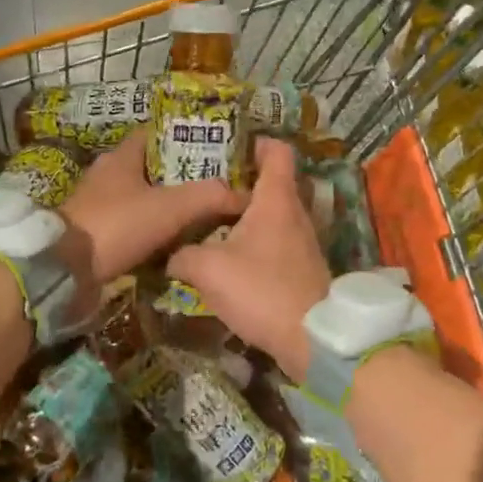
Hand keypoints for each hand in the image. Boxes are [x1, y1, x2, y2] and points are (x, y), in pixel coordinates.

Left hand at [56, 129, 244, 310]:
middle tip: (217, 185)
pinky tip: (176, 241)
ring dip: (169, 206)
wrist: (65, 271)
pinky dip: (153, 230)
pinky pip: (133, 225)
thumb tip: (244, 194)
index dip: (185, 136)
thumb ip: (209, 196)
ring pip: (143, 198)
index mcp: (121, 156)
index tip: (216, 147)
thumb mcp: (170, 207)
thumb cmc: (117, 225)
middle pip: (153, 167)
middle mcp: (108, 175)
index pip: (157, 133)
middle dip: (183, 175)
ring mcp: (99, 205)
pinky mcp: (96, 233)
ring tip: (204, 215)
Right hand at [169, 137, 330, 378]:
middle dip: (242, 180)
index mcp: (276, 199)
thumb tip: (171, 254)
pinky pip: (276, 240)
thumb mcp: (208, 269)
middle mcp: (295, 213)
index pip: (277, 151)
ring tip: (212, 219)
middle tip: (208, 184)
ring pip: (273, 213)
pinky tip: (230, 254)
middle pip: (272, 182)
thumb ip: (183, 254)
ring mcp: (303, 241)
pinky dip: (255, 239)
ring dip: (247, 213)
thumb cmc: (261, 290)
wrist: (311, 339)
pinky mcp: (302, 267)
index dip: (255, 142)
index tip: (228, 146)